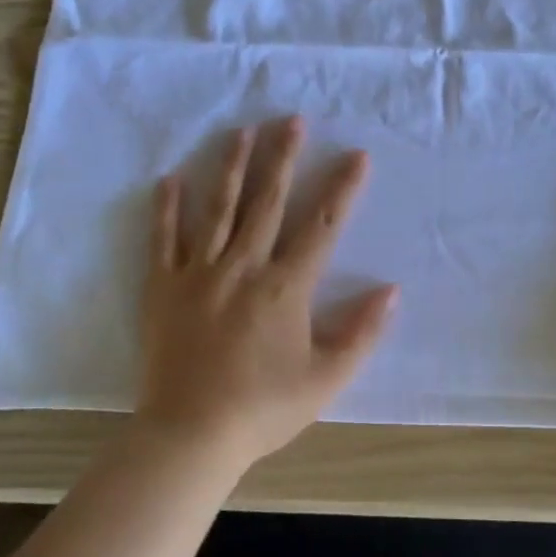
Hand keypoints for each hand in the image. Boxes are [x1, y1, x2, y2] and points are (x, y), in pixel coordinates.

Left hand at [137, 117, 396, 467]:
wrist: (190, 436)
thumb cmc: (263, 408)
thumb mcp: (327, 378)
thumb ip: (362, 332)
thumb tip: (392, 290)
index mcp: (285, 287)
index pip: (321, 226)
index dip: (342, 189)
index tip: (356, 155)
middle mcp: (243, 267)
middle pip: (266, 202)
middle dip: (282, 158)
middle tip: (291, 120)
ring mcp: (199, 273)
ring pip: (217, 209)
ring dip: (231, 168)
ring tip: (240, 132)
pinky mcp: (163, 288)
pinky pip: (163, 240)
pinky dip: (166, 209)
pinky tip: (170, 179)